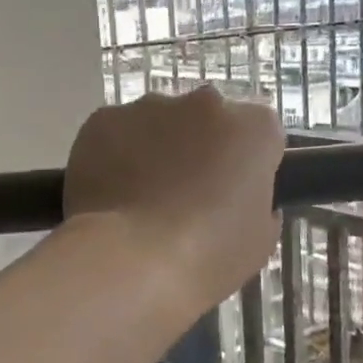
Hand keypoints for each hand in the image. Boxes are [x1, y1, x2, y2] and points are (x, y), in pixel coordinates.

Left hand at [63, 88, 283, 314]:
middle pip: (207, 120)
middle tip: (185, 196)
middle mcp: (205, 102)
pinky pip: (115, 133)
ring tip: (140, 199)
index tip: (232, 194)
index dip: (246, 164)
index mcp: (253, 127)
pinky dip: (114, 155)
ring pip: (158, 122)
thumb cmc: (206, 256)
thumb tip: (242, 198)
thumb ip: (258, 205)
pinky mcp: (103, 118)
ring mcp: (149, 106)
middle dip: (199, 148)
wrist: (128, 260)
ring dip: (155, 150)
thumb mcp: (258, 242)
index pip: (259, 134)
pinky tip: (110, 194)